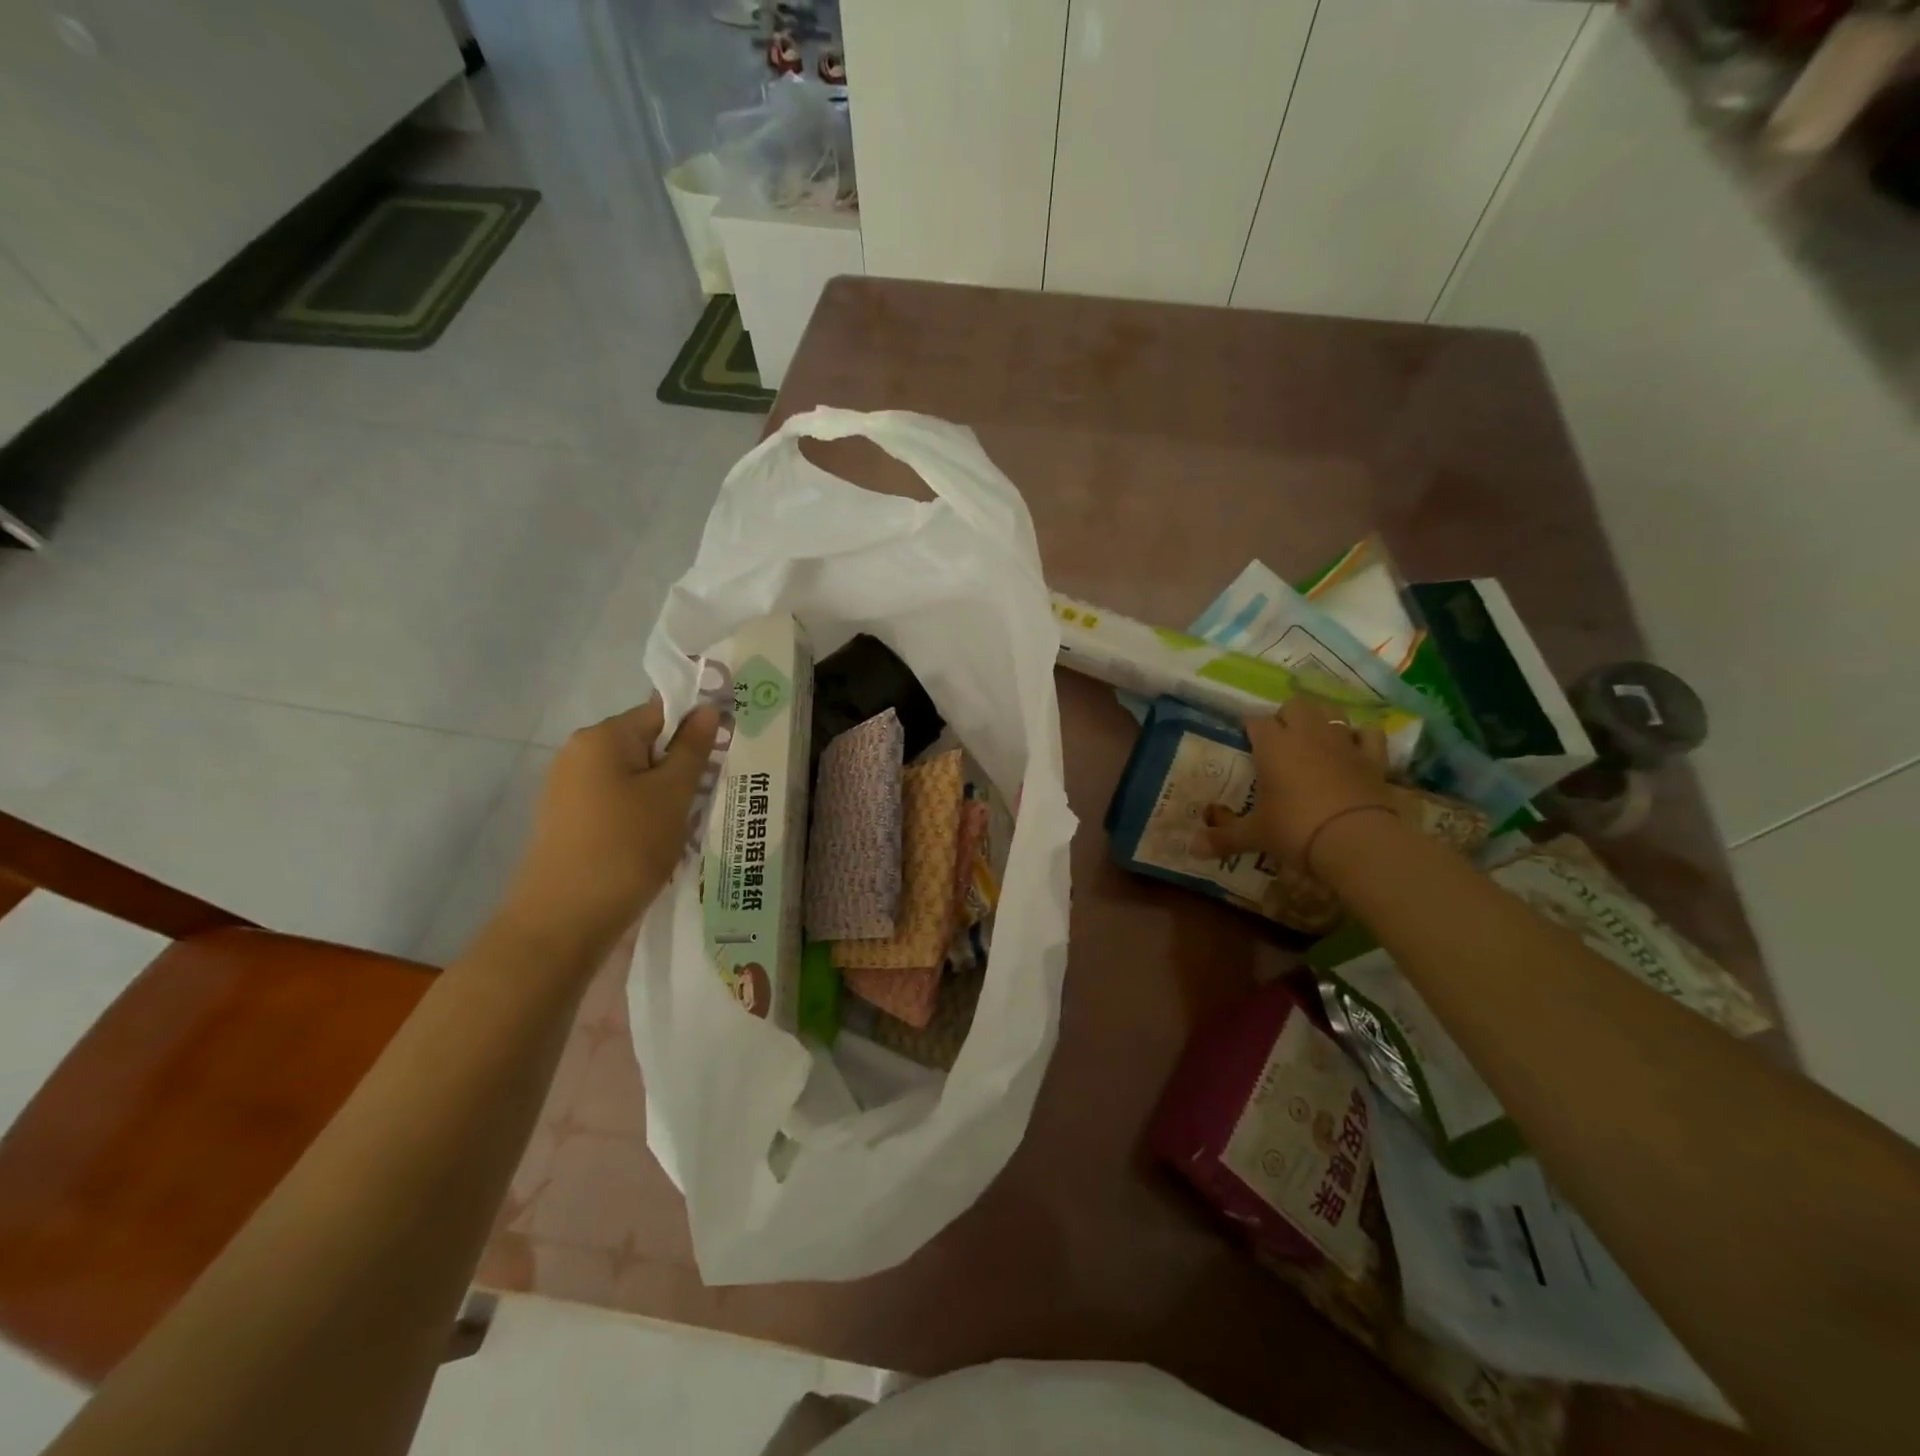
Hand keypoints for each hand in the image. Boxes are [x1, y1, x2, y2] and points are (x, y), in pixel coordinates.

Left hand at [502, 698, 720, 950]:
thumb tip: (708, 709)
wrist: (563, 922)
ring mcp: (567, 788)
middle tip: (703, 798)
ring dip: (662, 795)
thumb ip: (692, 749)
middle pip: (645, 744)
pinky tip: (653, 844)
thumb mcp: (671, 795)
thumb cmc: (626, 848)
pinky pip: (615, 802)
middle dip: (678, 768)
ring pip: (632, 777)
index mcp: (602, 737)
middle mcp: (578, 753)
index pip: (660, 713)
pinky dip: (639, 815)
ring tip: (681, 827)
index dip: (694, 731)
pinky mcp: (566, 820)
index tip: (718, 760)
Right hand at [1201, 696, 1394, 870]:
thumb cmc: (1295, 829)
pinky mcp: (1373, 758)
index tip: (1245, 743)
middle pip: (1294, 705)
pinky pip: (1369, 734)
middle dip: (1286, 717)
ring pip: (1331, 711)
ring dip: (1321, 719)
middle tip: (1279, 741)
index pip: (1255, 722)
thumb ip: (1223, 837)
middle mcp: (1307, 734)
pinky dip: (1361, 737)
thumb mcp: (1255, 835)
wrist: (1357, 840)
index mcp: (1273, 745)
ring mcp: (1343, 742)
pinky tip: (1355, 748)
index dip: (1249, 730)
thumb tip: (1189, 848)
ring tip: (1314, 738)